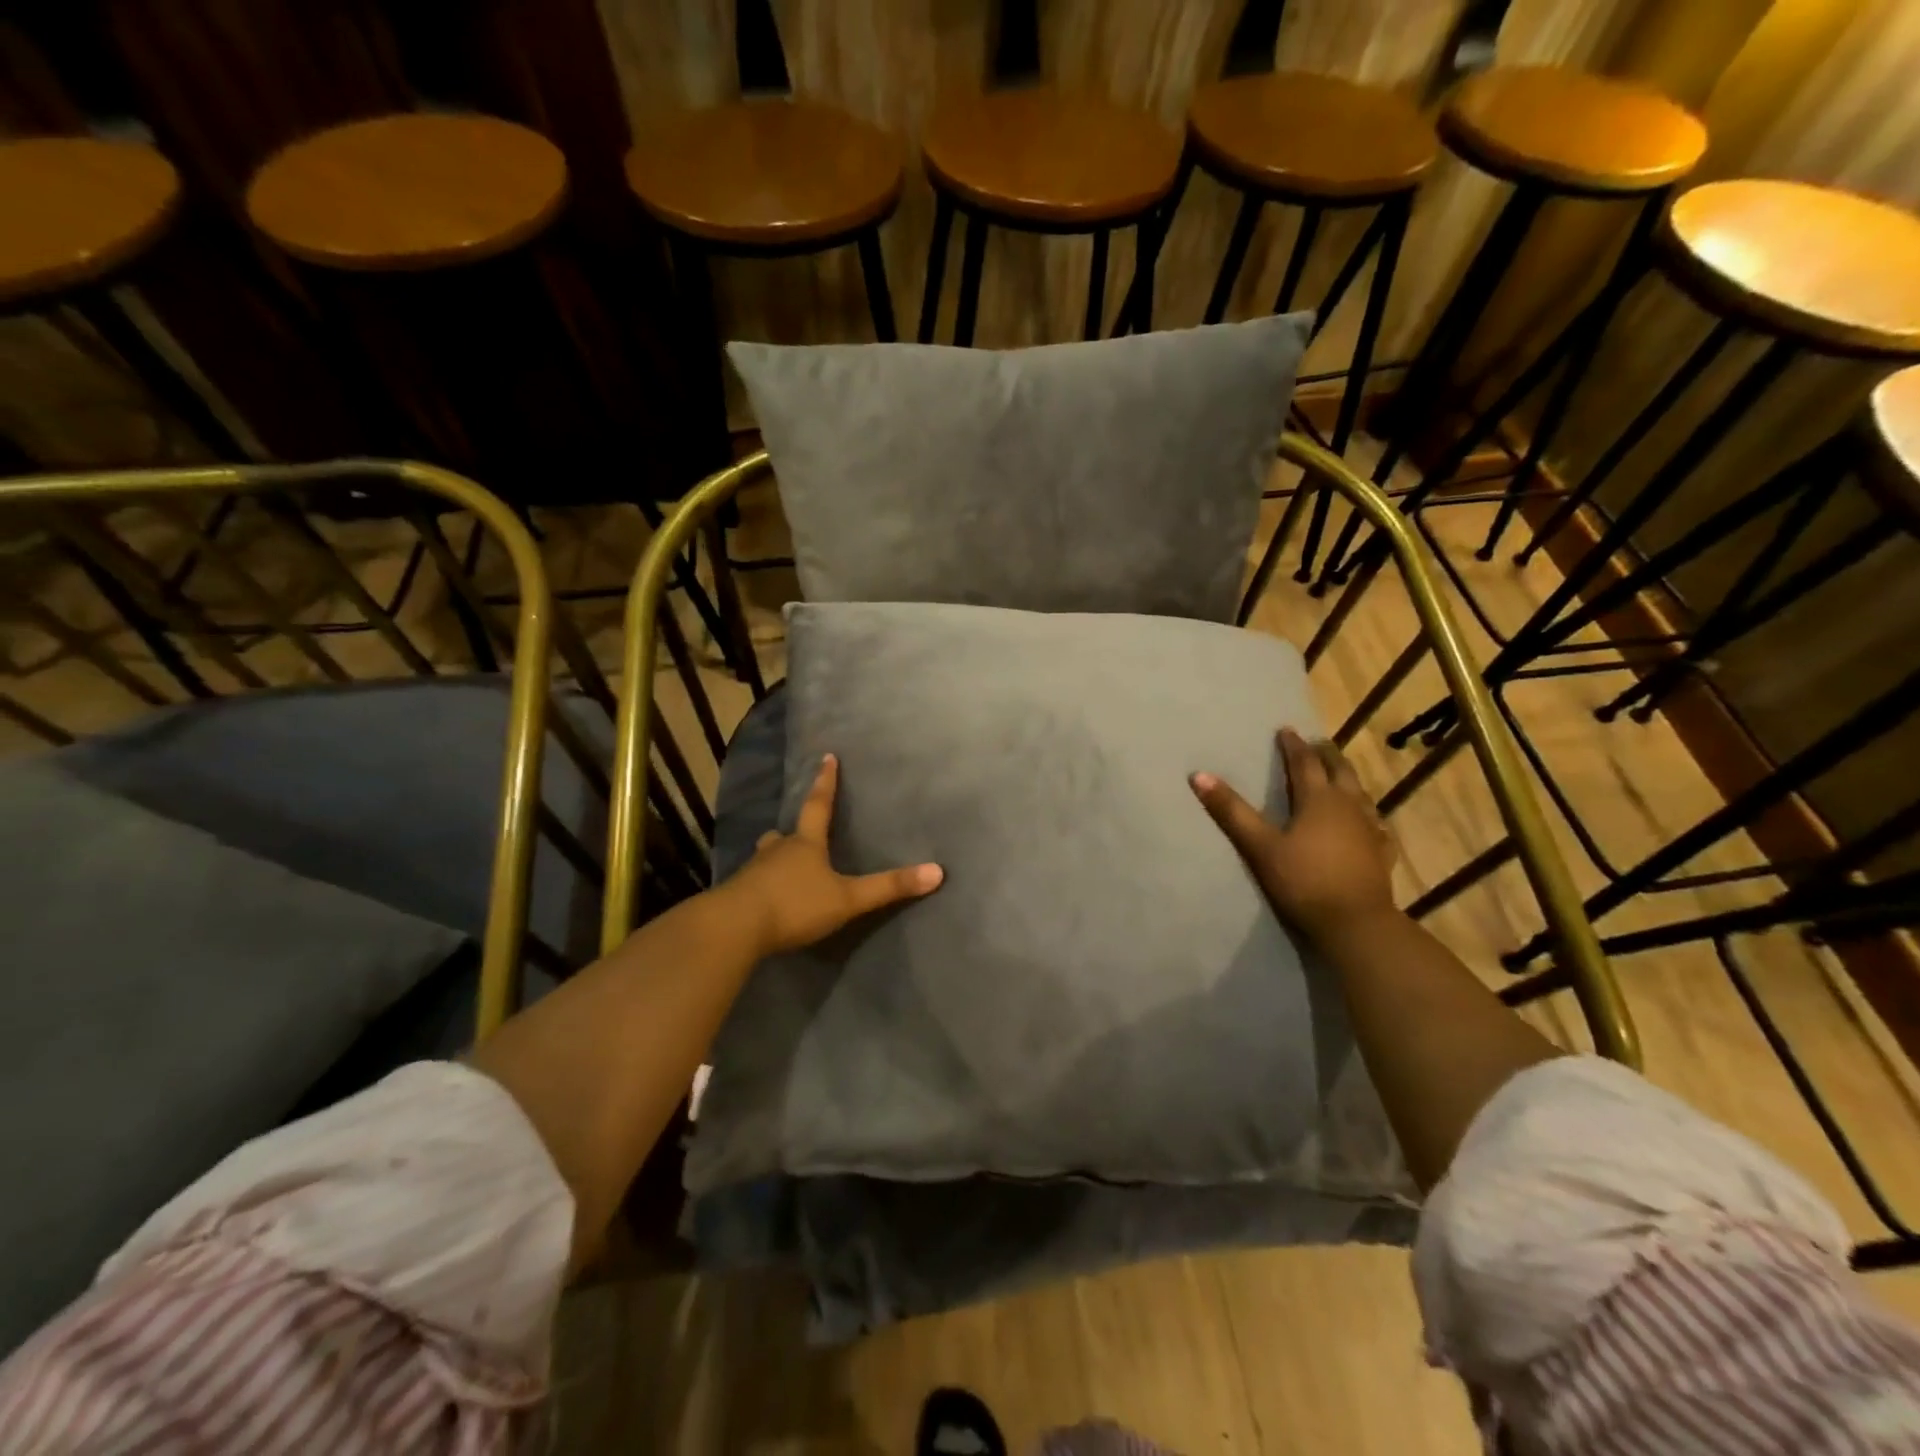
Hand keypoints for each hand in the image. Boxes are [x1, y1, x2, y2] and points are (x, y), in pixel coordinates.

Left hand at [718, 753, 942, 955]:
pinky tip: (766, 899)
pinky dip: (762, 885)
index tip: (826, 757)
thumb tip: (938, 872)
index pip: (819, 806)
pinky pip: (753, 883)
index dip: (826, 783)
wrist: (734, 928)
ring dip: (776, 858)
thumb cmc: (795, 905)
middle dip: (794, 832)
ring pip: (767, 857)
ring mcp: (753, 872)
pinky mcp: (737, 895)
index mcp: (805, 844)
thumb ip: (889, 887)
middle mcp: (777, 850)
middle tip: (799, 833)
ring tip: (783, 866)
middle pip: (786, 833)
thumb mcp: (848, 899)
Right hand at [1190, 728, 1396, 942]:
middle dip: (1326, 755)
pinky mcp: (1382, 853)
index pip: (1304, 763)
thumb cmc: (1303, 880)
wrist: (1355, 923)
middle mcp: (1348, 806)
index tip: (1286, 730)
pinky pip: (1377, 823)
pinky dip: (1368, 813)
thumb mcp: (1259, 846)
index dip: (1293, 746)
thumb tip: (1198, 775)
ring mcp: (1370, 829)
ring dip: (1348, 779)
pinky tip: (1369, 821)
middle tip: (1317, 744)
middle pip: (1339, 771)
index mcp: (1318, 799)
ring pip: (1361, 793)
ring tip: (1340, 774)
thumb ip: (1231, 811)